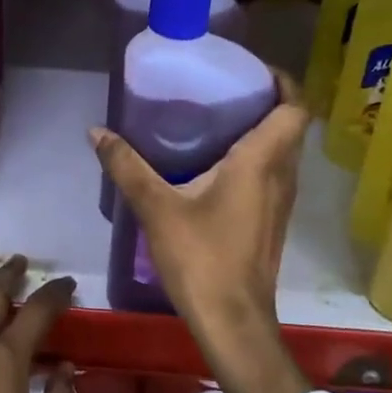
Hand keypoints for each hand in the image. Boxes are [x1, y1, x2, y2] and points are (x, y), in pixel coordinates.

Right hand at [91, 70, 312, 392]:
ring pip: (284, 153)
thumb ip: (127, 166)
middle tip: (227, 89)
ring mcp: (282, 202)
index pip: (294, 108)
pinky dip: (257, 158)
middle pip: (290, 127)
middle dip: (267, 102)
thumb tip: (96, 131)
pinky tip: (219, 166)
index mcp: (261, 162)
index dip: (283, 82)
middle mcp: (282, 176)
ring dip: (263, 131)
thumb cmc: (202, 258)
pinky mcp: (273, 222)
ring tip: (220, 120)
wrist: (233, 322)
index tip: (253, 70)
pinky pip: (275, 175)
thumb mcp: (156, 208)